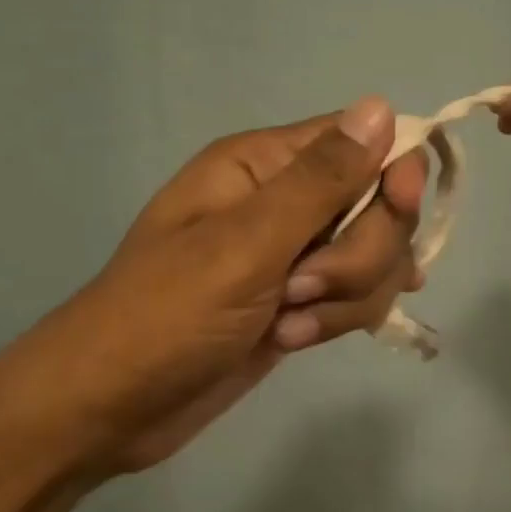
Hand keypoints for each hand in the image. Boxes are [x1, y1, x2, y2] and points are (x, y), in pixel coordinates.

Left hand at [52, 98, 425, 472]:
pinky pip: (356, 296)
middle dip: (359, 254)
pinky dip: (335, 320)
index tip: (397, 208)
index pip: (364, 140)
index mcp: (264, 164)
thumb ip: (320, 180)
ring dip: (345, 296)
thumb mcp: (245, 243)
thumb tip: (381, 105)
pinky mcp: (301, 301)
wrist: (113, 406)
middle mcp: (287, 200)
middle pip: (380, 206)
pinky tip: (292, 338)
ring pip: (375, 259)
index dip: (394, 171)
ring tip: (287, 323)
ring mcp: (296, 255)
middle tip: (301, 286)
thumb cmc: (166, 314)